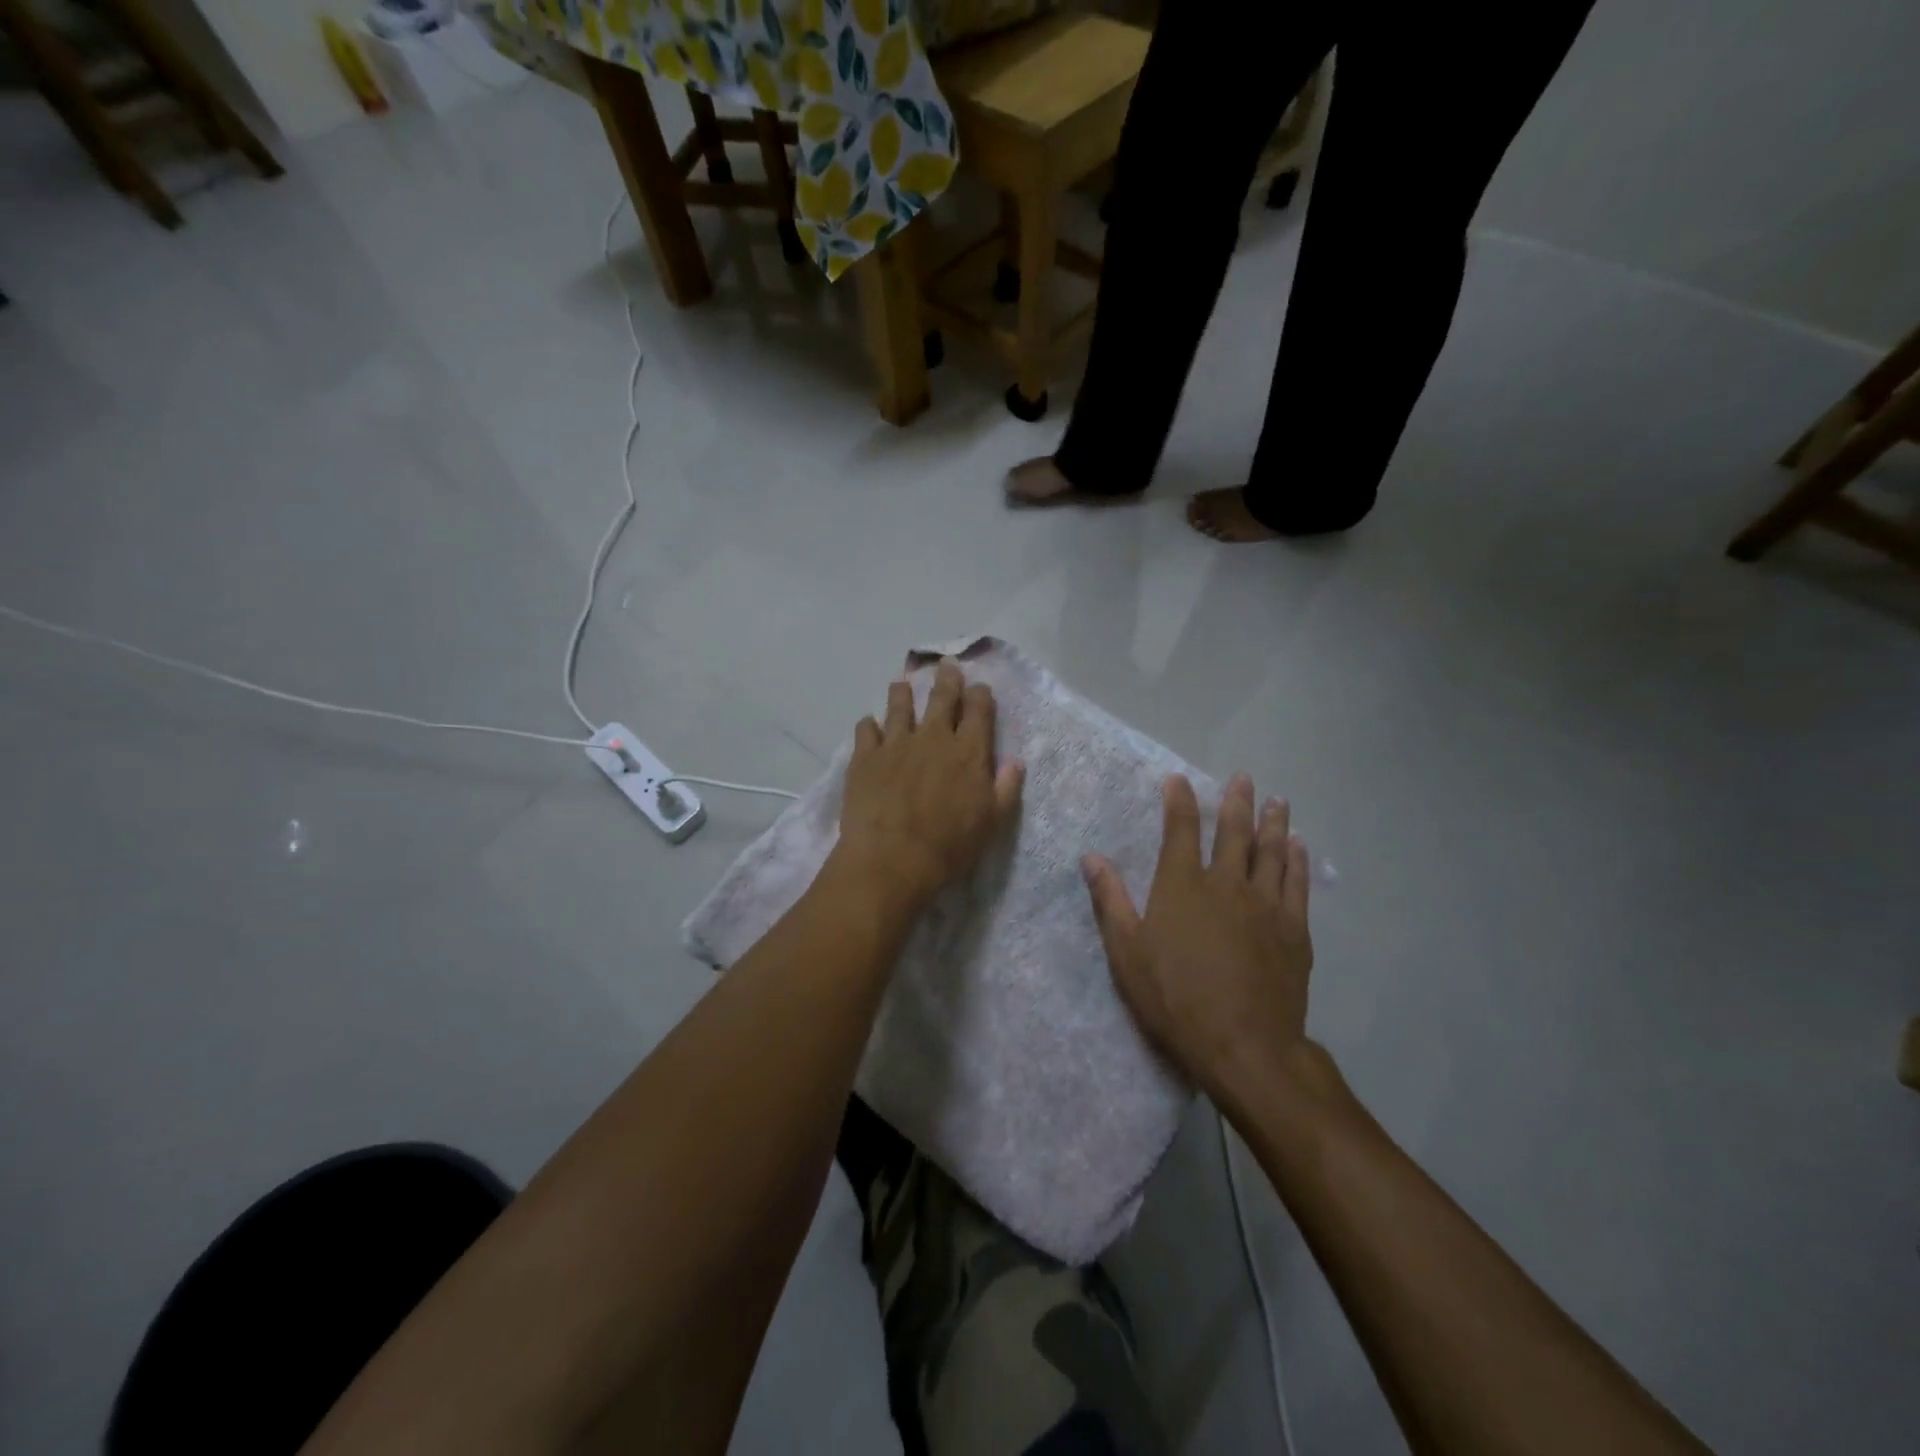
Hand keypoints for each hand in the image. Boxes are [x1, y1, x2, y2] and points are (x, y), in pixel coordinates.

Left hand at [834, 659, 1024, 911]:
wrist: (891, 859)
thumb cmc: (948, 846)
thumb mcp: (991, 823)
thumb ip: (1005, 789)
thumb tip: (1016, 762)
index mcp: (968, 751)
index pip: (978, 710)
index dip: (980, 695)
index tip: (979, 689)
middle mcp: (933, 737)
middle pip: (941, 697)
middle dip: (946, 679)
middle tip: (945, 666)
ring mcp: (895, 743)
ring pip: (899, 705)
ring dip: (902, 693)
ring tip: (901, 685)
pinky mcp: (864, 756)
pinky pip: (866, 729)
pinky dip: (869, 724)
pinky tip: (869, 726)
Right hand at [1083, 774, 1313, 1101]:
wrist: (1244, 1046)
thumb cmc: (1175, 999)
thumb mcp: (1127, 953)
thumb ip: (1110, 901)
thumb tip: (1092, 857)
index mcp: (1182, 886)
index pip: (1181, 830)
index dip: (1179, 801)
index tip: (1179, 780)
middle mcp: (1226, 884)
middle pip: (1234, 832)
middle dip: (1236, 802)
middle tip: (1244, 779)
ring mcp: (1265, 905)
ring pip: (1271, 852)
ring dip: (1273, 823)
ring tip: (1277, 800)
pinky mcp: (1294, 930)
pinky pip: (1297, 884)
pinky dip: (1298, 861)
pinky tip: (1299, 847)